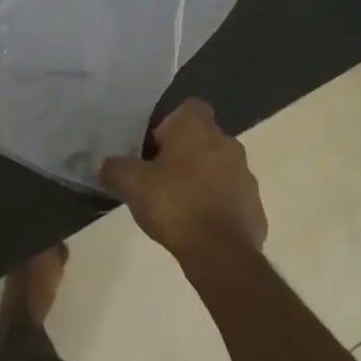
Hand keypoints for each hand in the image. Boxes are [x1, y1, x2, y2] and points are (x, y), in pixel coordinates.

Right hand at [100, 99, 266, 258]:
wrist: (220, 253)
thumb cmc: (174, 204)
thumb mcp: (130, 183)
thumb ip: (114, 168)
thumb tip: (106, 166)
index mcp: (198, 129)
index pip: (189, 106)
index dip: (169, 122)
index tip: (153, 144)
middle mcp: (228, 143)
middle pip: (202, 138)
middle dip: (183, 152)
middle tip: (157, 175)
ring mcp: (245, 175)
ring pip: (218, 166)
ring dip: (201, 178)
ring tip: (176, 203)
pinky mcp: (254, 206)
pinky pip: (230, 196)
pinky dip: (215, 204)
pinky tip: (197, 224)